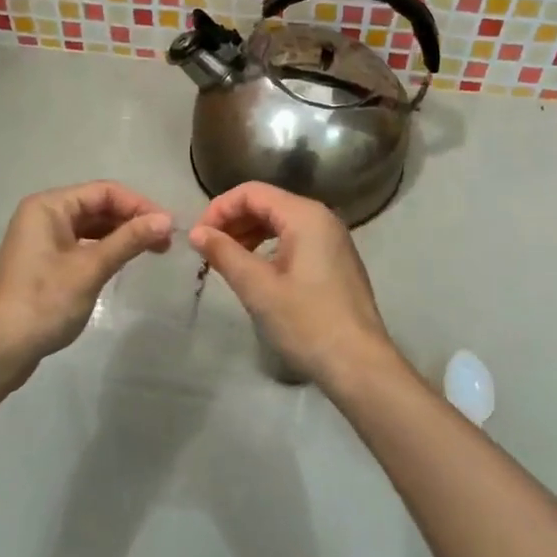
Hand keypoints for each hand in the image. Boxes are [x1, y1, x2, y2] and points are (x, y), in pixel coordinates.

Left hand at [0, 181, 172, 387]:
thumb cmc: (43, 302)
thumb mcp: (89, 269)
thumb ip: (128, 240)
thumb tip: (167, 220)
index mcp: (49, 206)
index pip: (104, 192)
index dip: (139, 205)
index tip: (169, 227)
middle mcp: (43, 215)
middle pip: (97, 206)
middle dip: (132, 220)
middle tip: (166, 242)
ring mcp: (42, 240)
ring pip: (91, 227)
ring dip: (121, 236)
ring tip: (153, 251)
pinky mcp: (44, 263)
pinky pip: (82, 246)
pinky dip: (105, 250)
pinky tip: (124, 263)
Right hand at [188, 182, 397, 392]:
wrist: (358, 364)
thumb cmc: (306, 322)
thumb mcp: (258, 288)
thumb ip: (224, 253)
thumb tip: (197, 233)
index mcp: (305, 215)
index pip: (252, 192)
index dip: (219, 209)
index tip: (198, 237)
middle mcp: (322, 218)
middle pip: (267, 203)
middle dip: (232, 221)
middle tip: (207, 250)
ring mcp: (332, 239)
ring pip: (280, 222)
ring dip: (248, 234)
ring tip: (225, 261)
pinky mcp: (335, 260)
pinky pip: (295, 240)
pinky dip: (268, 247)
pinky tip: (254, 271)